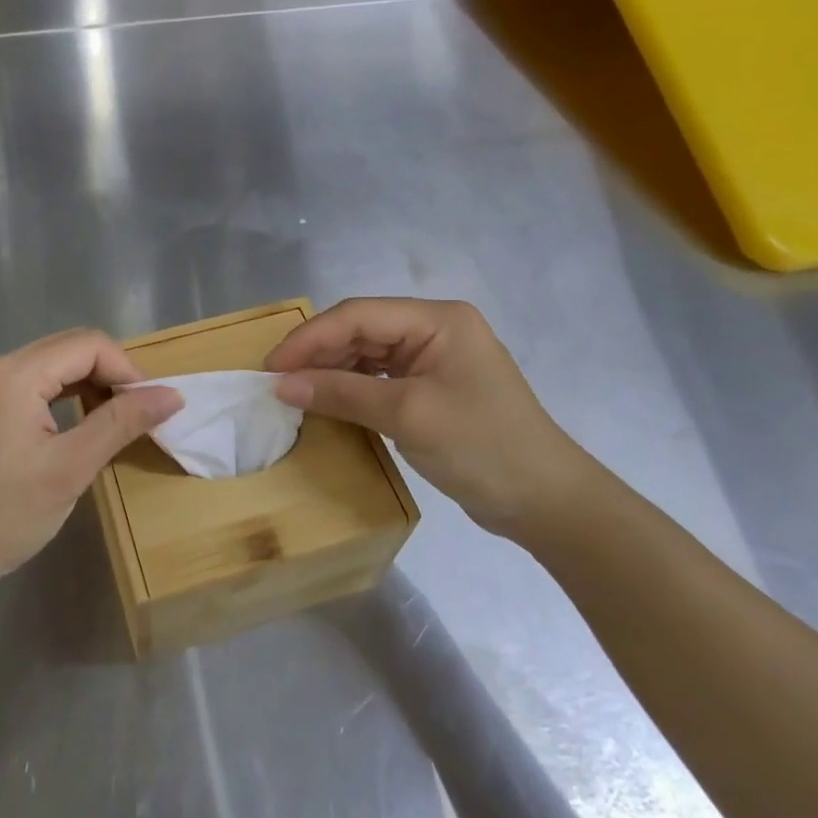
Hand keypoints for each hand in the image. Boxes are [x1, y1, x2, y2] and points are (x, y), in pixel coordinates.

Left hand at [0, 329, 181, 604]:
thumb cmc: (0, 515)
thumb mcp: (70, 469)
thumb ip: (121, 422)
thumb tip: (172, 394)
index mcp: (15, 372)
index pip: (89, 344)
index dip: (128, 369)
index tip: (152, 409)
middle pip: (68, 349)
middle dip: (110, 374)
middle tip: (137, 416)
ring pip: (50, 368)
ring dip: (87, 386)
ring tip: (112, 424)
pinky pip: (30, 388)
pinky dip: (62, 400)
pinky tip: (74, 431)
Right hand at [265, 297, 595, 537]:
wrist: (546, 502)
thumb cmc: (482, 447)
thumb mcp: (407, 415)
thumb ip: (342, 393)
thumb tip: (281, 385)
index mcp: (438, 320)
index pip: (358, 315)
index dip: (310, 338)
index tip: (271, 367)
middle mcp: (435, 329)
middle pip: (361, 330)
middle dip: (317, 354)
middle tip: (276, 382)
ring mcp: (434, 359)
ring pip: (366, 353)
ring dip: (330, 371)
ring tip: (294, 393)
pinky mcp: (432, 388)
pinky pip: (379, 377)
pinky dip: (351, 388)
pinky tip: (327, 401)